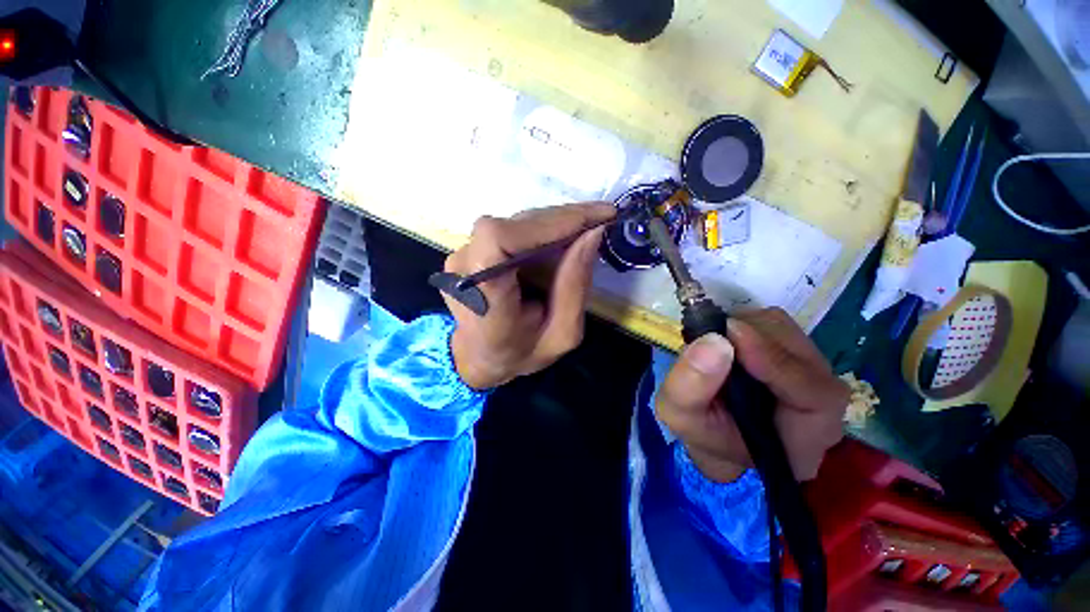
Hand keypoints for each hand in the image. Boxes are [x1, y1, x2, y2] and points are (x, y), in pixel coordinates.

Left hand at [442, 203, 615, 389]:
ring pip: (516, 223)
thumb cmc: (520, 353)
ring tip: (587, 229)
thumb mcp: (562, 334)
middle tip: (602, 218)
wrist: (480, 356)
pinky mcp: (472, 249)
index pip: (500, 239)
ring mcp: (463, 255)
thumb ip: (574, 287)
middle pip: (515, 225)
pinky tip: (564, 238)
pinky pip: (512, 229)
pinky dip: (543, 230)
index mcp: (484, 298)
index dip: (548, 223)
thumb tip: (592, 234)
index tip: (593, 219)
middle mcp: (464, 269)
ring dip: (555, 223)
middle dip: (563, 219)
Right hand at [656, 308, 849, 482]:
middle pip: (799, 350)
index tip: (730, 336)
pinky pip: (773, 323)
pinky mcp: (794, 351)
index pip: (813, 393)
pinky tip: (724, 342)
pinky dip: (743, 323)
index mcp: (806, 436)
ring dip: (743, 327)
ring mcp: (811, 370)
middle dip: (749, 336)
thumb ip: (690, 386)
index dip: (774, 360)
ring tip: (714, 345)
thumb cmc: (705, 433)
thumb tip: (712, 340)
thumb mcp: (682, 417)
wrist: (719, 434)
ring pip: (784, 329)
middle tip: (708, 338)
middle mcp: (821, 399)